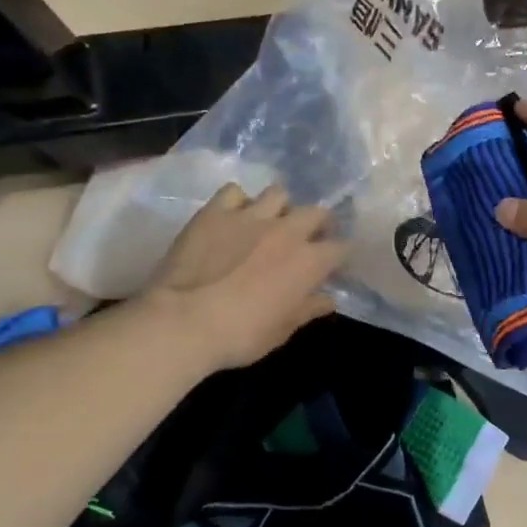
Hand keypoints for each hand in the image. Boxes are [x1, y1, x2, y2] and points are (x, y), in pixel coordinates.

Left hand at [145, 182, 346, 370]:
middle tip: (307, 239)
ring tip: (270, 222)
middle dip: (318, 223)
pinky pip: (234, 192)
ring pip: (278, 193)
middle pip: (316, 212)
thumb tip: (328, 299)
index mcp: (309, 261)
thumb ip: (308, 309)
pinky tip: (233, 217)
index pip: (341, 248)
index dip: (340, 256)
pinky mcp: (215, 211)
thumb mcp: (282, 331)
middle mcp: (287, 230)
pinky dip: (238, 202)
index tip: (333, 266)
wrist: (184, 321)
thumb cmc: (241, 335)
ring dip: (280, 207)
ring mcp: (250, 216)